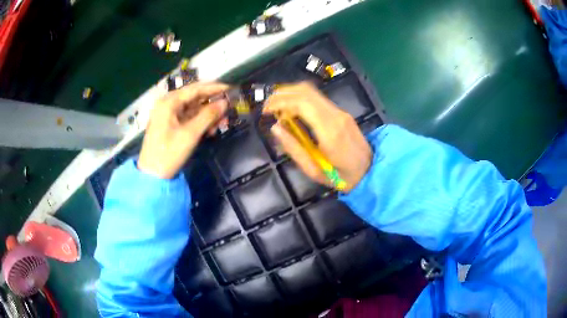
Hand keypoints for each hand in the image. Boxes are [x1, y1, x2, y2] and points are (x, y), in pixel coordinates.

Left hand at [138, 82, 228, 178]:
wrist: (152, 175)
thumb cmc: (169, 153)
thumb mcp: (190, 134)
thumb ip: (208, 116)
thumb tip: (225, 102)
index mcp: (169, 102)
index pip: (196, 89)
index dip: (215, 88)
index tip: (232, 89)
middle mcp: (168, 104)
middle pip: (195, 98)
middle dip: (212, 104)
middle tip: (228, 110)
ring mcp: (168, 114)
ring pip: (193, 108)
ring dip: (208, 115)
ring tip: (221, 124)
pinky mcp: (170, 124)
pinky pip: (189, 118)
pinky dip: (200, 122)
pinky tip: (210, 130)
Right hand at [264, 82, 371, 191]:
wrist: (370, 171)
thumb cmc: (341, 177)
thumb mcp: (314, 171)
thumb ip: (294, 149)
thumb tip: (276, 127)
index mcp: (329, 132)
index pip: (302, 103)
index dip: (280, 102)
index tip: (265, 111)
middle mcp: (336, 116)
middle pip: (306, 91)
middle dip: (282, 94)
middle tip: (268, 106)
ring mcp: (341, 112)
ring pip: (312, 91)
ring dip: (291, 94)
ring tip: (277, 106)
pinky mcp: (342, 113)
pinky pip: (318, 99)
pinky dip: (300, 99)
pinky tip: (292, 110)